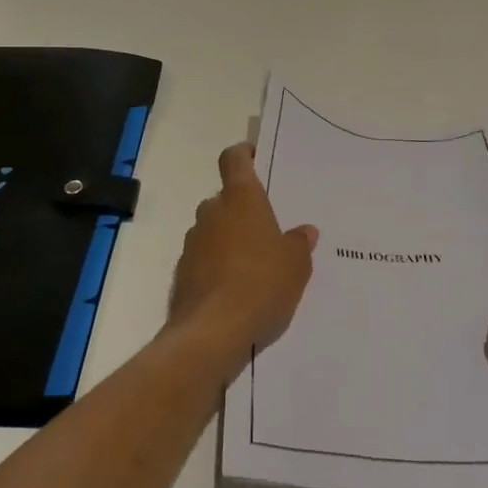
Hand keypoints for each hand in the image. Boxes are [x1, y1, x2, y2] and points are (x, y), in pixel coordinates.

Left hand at [166, 143, 317, 376]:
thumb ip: (299, 244)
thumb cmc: (261, 284)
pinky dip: (217, 266)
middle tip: (267, 229)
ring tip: (255, 265)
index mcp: (241, 200)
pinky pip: (204, 259)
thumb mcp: (295, 265)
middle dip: (242, 209)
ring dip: (229, 239)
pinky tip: (236, 289)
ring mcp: (193, 243)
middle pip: (225, 199)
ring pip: (213, 230)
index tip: (253, 155)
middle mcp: (212, 213)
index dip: (242, 154)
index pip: (234, 160)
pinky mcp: (182, 273)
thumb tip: (304, 232)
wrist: (211, 333)